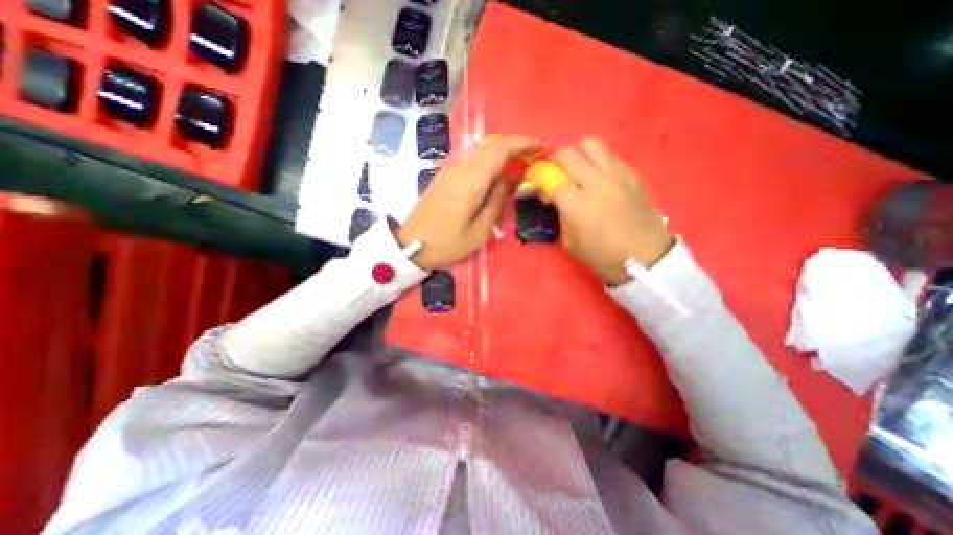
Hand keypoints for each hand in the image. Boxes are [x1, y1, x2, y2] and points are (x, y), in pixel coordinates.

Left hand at [397, 135, 543, 269]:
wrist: (411, 246)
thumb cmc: (447, 244)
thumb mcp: (479, 231)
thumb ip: (497, 201)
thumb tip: (511, 180)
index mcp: (470, 181)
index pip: (499, 148)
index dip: (522, 142)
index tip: (541, 145)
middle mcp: (459, 168)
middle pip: (490, 145)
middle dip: (515, 145)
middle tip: (533, 157)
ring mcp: (448, 170)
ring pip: (480, 151)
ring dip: (502, 153)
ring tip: (519, 166)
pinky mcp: (443, 177)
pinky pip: (471, 161)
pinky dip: (488, 162)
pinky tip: (496, 176)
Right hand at [549, 139, 673, 284]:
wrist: (644, 257)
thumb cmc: (602, 255)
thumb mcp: (570, 242)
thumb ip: (560, 215)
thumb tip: (554, 197)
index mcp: (577, 204)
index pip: (550, 178)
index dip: (539, 178)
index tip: (539, 185)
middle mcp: (595, 182)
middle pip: (568, 154)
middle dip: (554, 160)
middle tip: (555, 172)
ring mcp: (616, 175)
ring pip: (590, 143)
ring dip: (577, 153)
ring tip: (577, 167)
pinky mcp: (632, 174)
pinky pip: (609, 154)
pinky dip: (597, 159)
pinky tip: (598, 175)